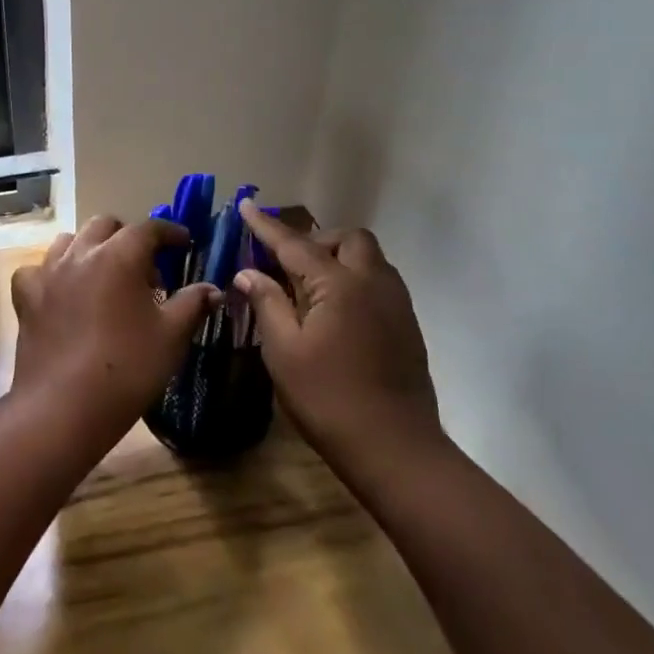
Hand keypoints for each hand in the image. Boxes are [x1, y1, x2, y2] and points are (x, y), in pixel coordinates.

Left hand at [10, 216, 218, 444]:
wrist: (64, 406)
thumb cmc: (127, 368)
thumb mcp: (172, 337)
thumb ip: (192, 304)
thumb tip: (212, 289)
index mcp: (119, 255)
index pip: (149, 228)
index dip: (170, 232)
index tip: (184, 243)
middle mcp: (81, 253)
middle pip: (106, 226)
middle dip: (128, 237)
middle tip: (145, 267)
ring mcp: (48, 272)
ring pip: (70, 241)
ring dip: (90, 248)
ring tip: (104, 275)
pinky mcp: (26, 296)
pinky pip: (37, 270)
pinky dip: (52, 273)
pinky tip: (61, 292)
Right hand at [234, 201, 440, 458]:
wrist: (396, 449)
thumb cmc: (329, 399)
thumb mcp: (283, 352)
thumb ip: (267, 303)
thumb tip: (248, 272)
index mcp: (338, 285)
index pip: (294, 244)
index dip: (266, 226)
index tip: (246, 203)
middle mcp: (373, 282)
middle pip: (347, 240)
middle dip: (316, 240)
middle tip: (287, 263)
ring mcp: (396, 303)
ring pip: (368, 258)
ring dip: (338, 258)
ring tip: (309, 287)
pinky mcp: (407, 325)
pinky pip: (378, 282)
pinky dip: (353, 280)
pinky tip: (335, 311)